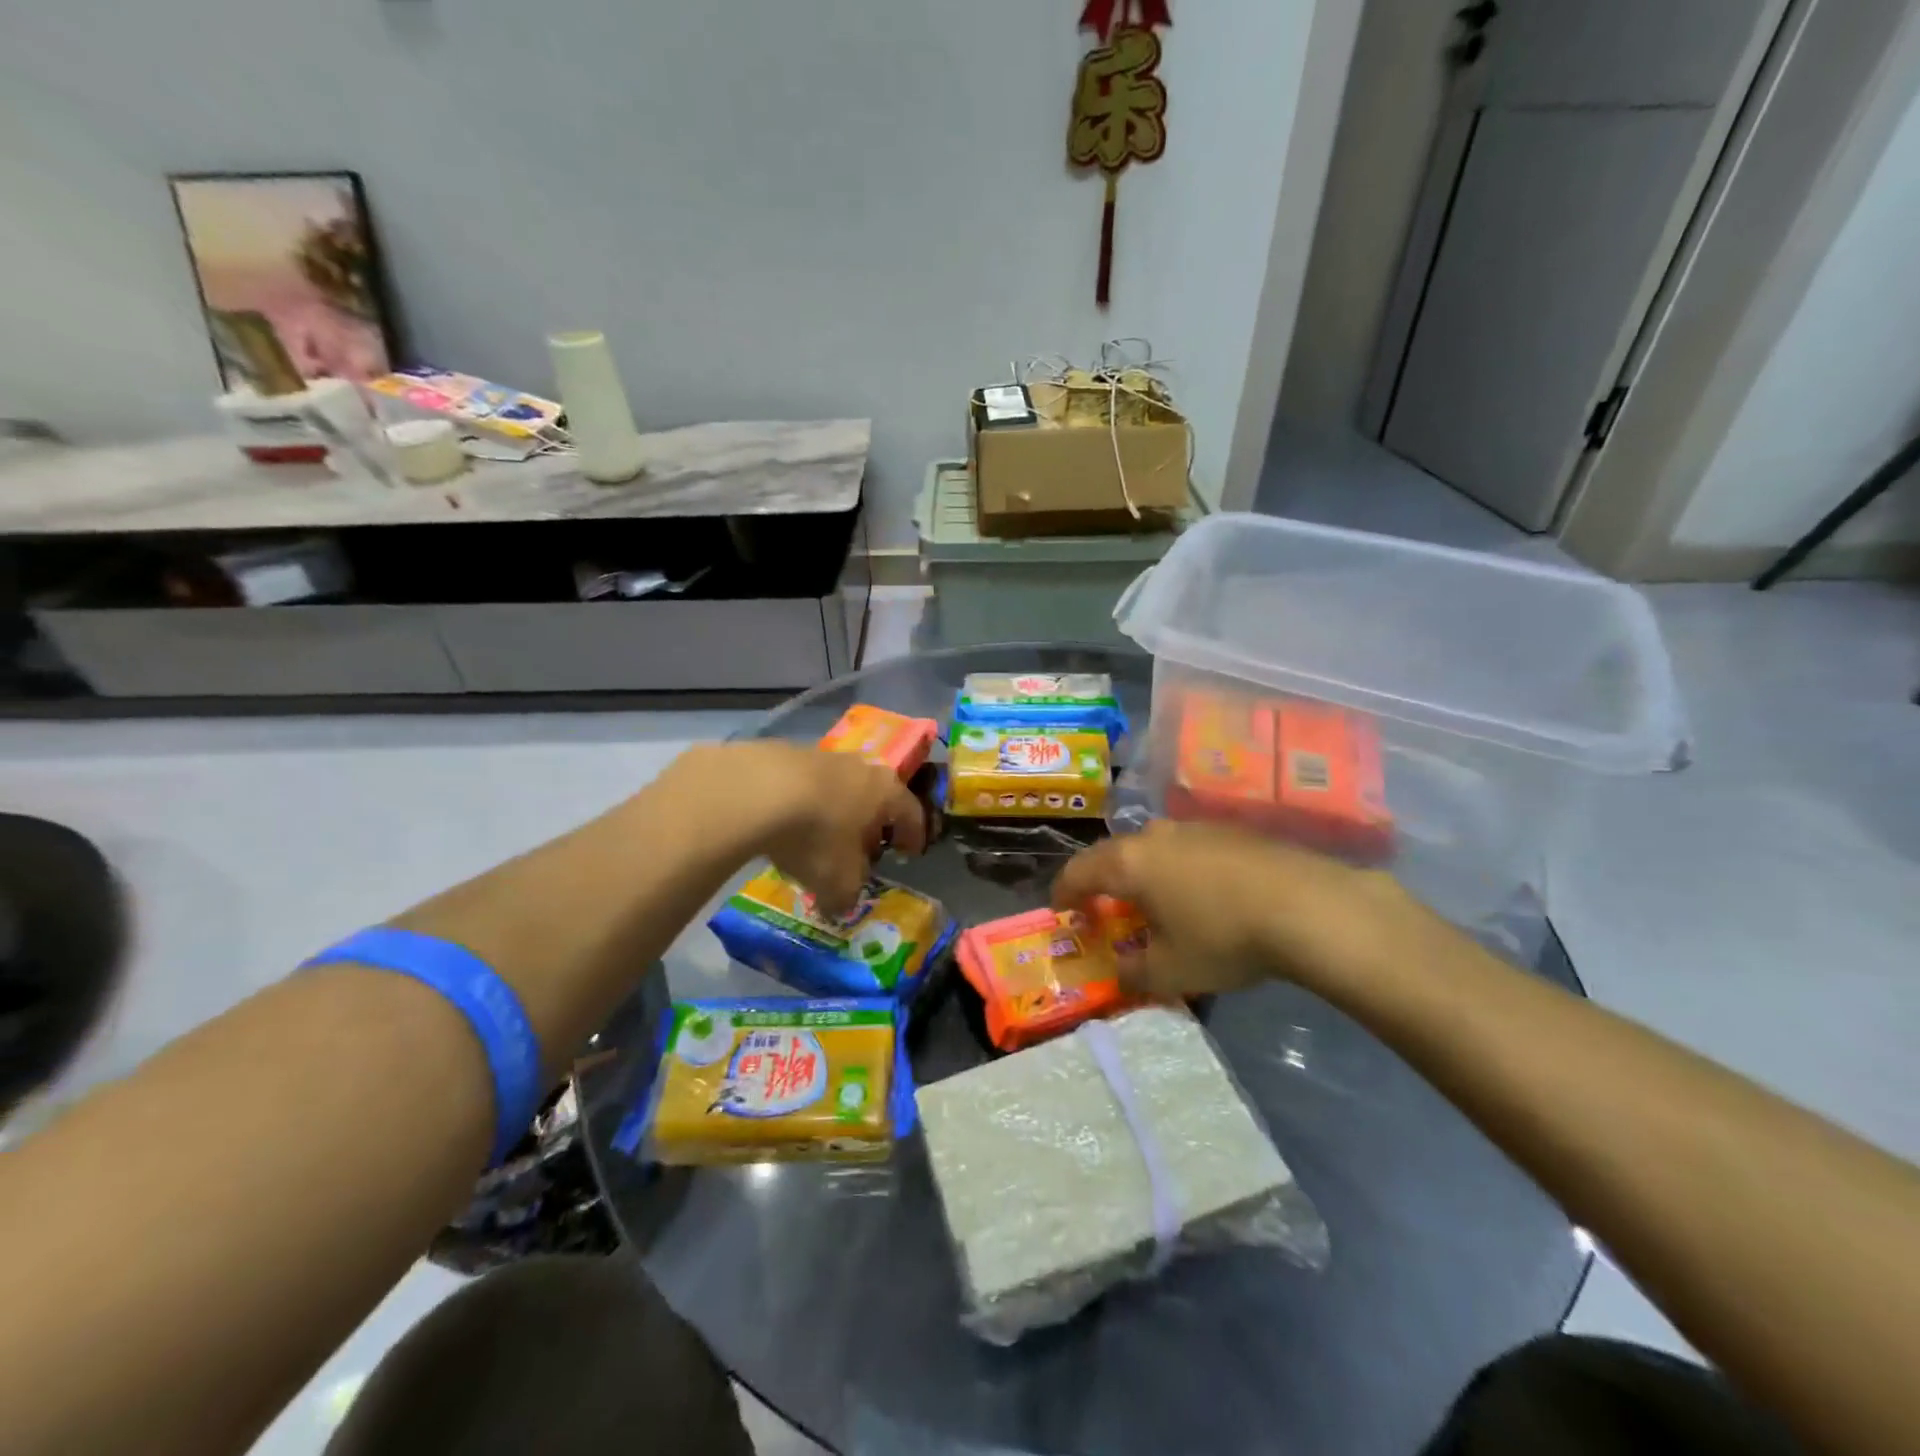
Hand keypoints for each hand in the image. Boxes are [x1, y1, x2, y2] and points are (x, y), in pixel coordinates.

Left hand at [660, 742, 926, 915]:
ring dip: (834, 812)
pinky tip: (785, 824)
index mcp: (887, 792)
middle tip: (862, 849)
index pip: (912, 813)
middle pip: (875, 796)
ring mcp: (822, 756)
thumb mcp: (838, 882)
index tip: (910, 852)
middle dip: (870, 823)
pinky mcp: (784, 753)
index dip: (913, 835)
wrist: (756, 791)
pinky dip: (801, 804)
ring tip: (819, 838)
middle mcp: (861, 767)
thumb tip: (842, 904)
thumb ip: (847, 895)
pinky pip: (802, 785)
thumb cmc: (817, 836)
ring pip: (838, 788)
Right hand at [1052, 820, 1417, 998]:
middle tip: (1107, 910)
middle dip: (1104, 883)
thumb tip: (1122, 973)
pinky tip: (1203, 896)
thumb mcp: (1171, 971)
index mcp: (1129, 863)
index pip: (1078, 872)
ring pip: (1154, 848)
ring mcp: (1195, 827)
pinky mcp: (1231, 831)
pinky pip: (1188, 849)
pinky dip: (1181, 870)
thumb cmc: (1223, 937)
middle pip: (1114, 855)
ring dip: (1146, 874)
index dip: (1064, 894)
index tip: (1063, 913)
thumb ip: (1135, 973)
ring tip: (1157, 904)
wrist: (1307, 906)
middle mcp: (1155, 835)